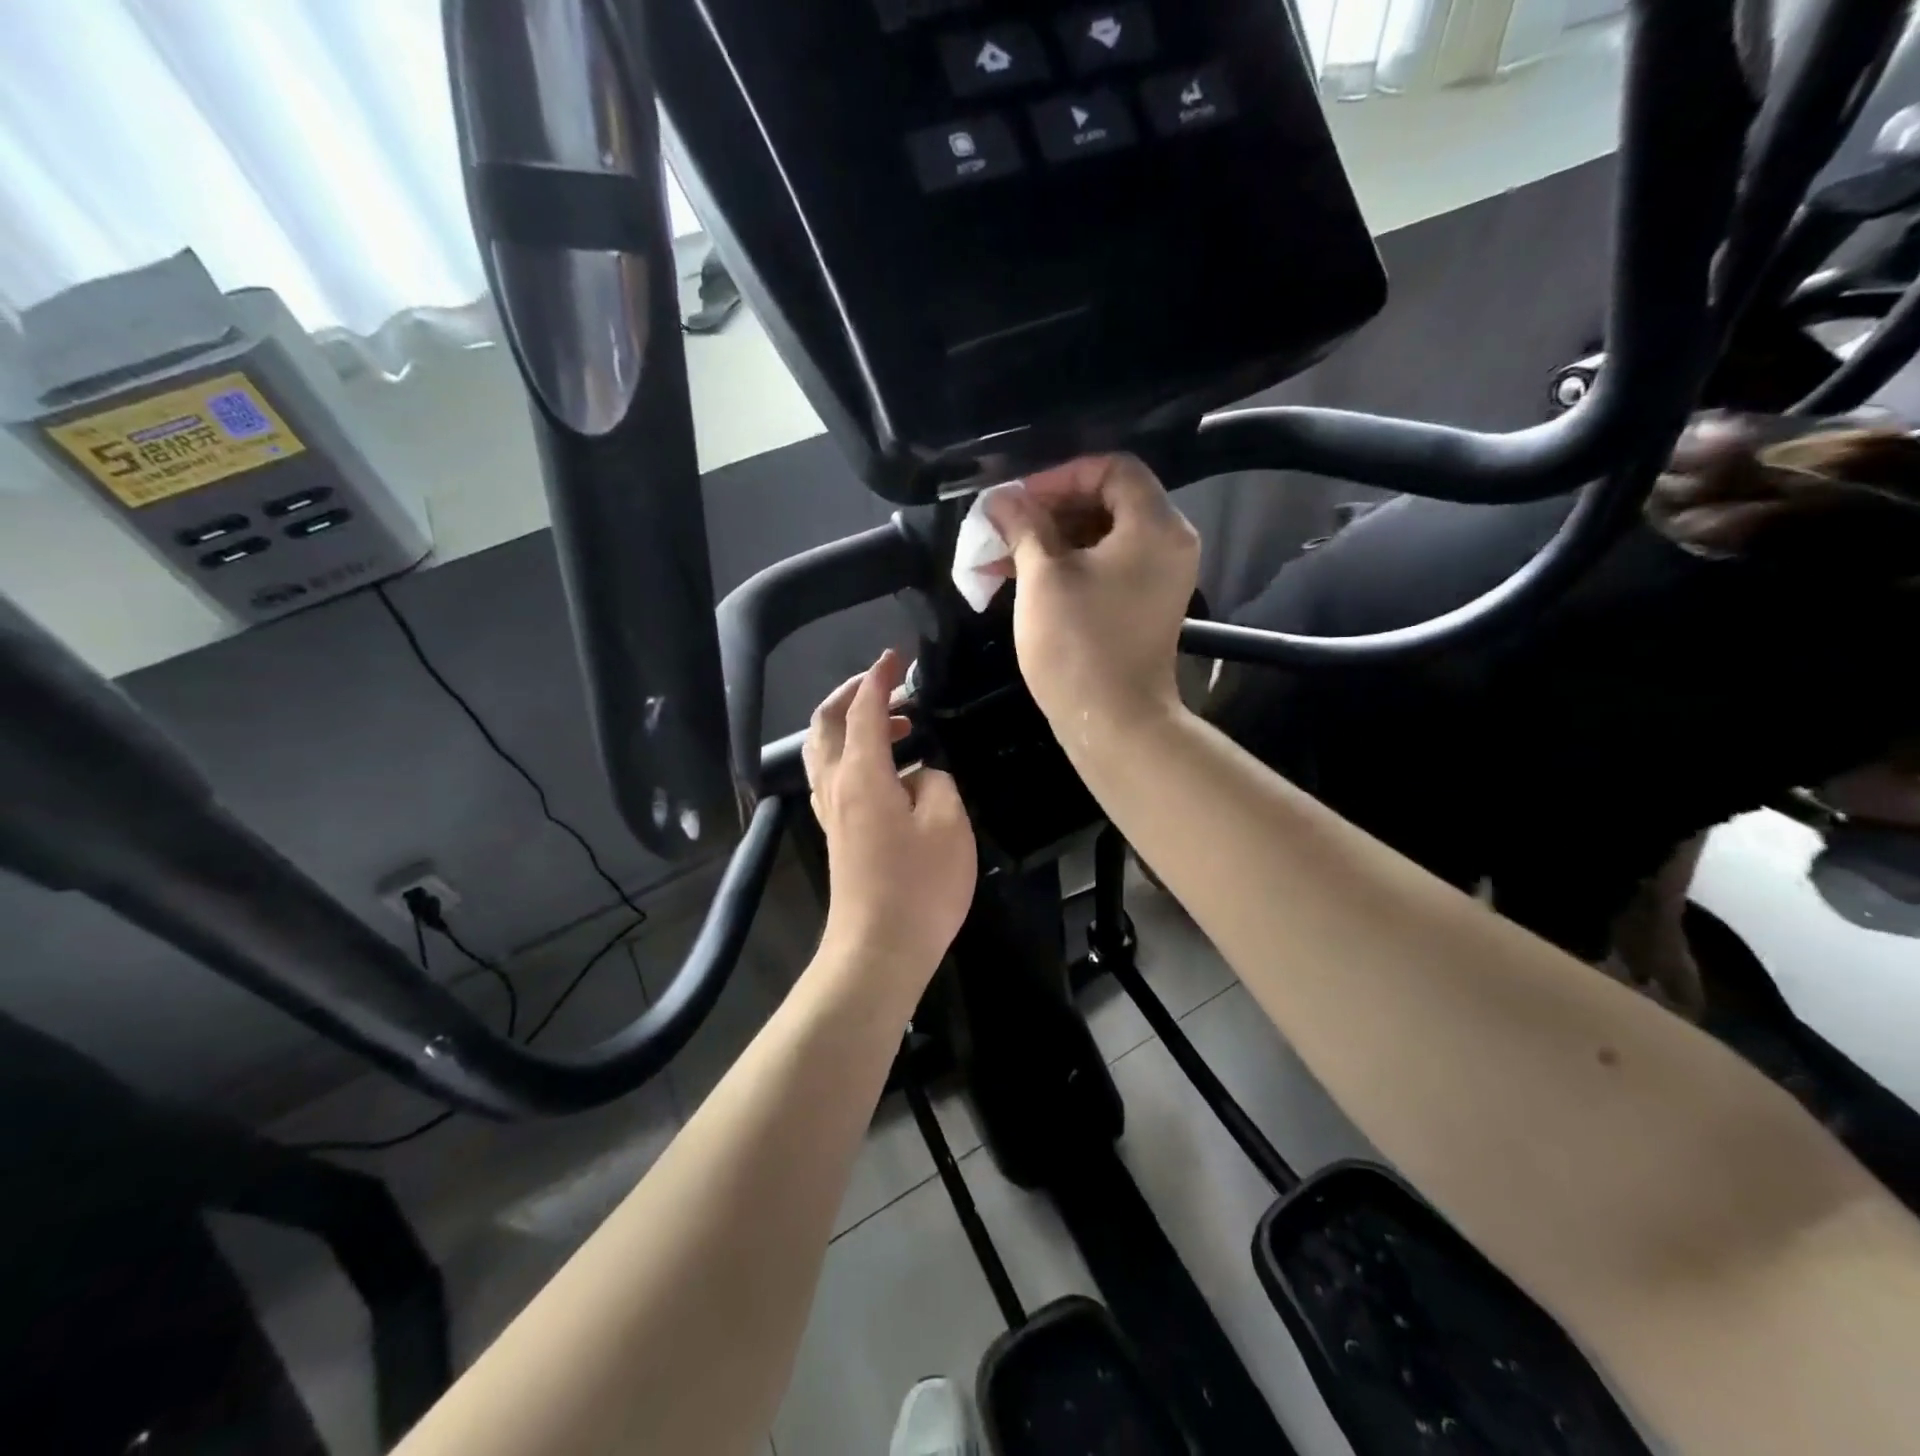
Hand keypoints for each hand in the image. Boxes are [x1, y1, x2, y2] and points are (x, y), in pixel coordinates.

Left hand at [804, 650, 976, 984]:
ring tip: (898, 726)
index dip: (880, 678)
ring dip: (851, 725)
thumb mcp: (948, 824)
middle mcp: (836, 786)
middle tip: (889, 686)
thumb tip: (920, 775)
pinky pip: (833, 776)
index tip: (897, 656)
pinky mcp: (837, 834)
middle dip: (852, 694)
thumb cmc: (919, 886)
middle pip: (826, 723)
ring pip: (824, 750)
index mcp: (862, 774)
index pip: (865, 709)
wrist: (879, 950)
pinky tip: (888, 769)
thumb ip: (936, 782)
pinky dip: (853, 754)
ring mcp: (831, 812)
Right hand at [985, 453, 1200, 740]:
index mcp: (1155, 525)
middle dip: (1049, 509)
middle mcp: (1168, 543)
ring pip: (1102, 536)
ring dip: (1052, 539)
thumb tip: (1001, 498)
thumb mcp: (1043, 577)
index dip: (1060, 476)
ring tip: (1001, 555)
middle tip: (1004, 525)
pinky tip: (1022, 576)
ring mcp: (1159, 576)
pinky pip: (1107, 565)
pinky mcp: (1144, 604)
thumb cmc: (1078, 644)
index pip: (1112, 468)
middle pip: (1108, 500)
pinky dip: (1068, 564)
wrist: (1115, 723)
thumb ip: (1023, 526)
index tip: (1018, 499)